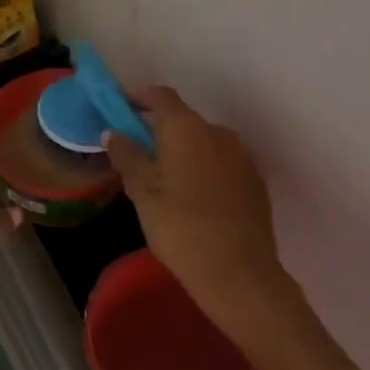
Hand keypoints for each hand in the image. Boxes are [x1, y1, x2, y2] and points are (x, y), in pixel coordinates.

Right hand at [105, 87, 305, 348]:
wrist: (239, 273)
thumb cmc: (181, 228)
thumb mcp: (142, 193)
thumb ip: (127, 156)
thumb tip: (114, 132)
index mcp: (187, 128)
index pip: (161, 96)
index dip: (139, 97)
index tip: (120, 108)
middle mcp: (218, 132)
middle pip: (183, 120)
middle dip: (159, 131)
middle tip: (137, 155)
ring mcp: (242, 156)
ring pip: (204, 143)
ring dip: (183, 152)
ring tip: (165, 182)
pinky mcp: (255, 181)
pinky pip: (222, 163)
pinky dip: (204, 169)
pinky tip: (194, 199)